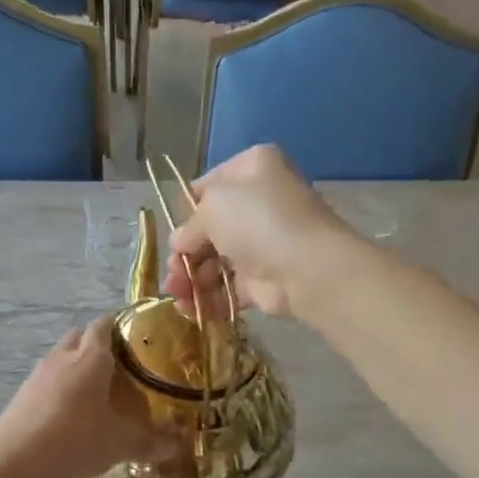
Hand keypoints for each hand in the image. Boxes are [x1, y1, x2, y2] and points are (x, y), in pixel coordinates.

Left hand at [0, 318, 177, 477]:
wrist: (16, 461)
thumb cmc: (76, 441)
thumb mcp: (120, 444)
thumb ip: (150, 443)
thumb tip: (175, 446)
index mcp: (92, 356)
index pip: (106, 324)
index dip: (121, 324)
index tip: (137, 336)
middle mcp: (64, 355)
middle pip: (81, 336)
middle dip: (99, 344)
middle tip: (120, 365)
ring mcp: (39, 372)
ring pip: (62, 356)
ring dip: (77, 365)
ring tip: (96, 390)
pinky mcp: (23, 392)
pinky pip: (48, 378)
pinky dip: (61, 386)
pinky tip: (70, 411)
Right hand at [163, 145, 354, 320]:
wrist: (305, 267)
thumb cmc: (258, 220)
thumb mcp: (213, 206)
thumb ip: (190, 224)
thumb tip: (180, 242)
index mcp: (252, 169)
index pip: (210, 185)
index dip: (188, 208)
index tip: (175, 230)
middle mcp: (259, 203)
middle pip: (210, 229)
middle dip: (185, 253)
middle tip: (173, 271)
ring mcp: (262, 243)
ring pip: (215, 261)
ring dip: (191, 278)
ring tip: (177, 295)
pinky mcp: (262, 280)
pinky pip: (227, 288)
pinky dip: (207, 298)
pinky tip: (189, 308)